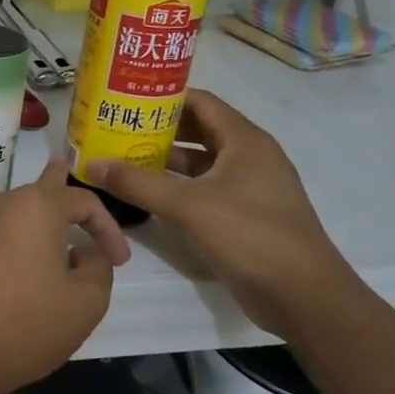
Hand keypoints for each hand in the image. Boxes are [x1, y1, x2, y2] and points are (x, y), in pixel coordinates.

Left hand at [0, 155, 129, 393]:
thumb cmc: (27, 325)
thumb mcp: (87, 302)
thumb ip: (98, 266)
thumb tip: (84, 252)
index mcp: (34, 208)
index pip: (82, 200)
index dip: (108, 227)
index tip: (120, 261)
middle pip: (36, 192)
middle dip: (57, 185)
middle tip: (63, 166)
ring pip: (7, 214)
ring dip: (30, 223)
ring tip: (43, 231)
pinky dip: (3, 244)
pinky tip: (7, 268)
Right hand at [88, 91, 355, 337]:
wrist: (303, 295)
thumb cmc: (250, 236)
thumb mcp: (187, 206)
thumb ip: (137, 183)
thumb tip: (91, 164)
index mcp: (245, 141)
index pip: (200, 102)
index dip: (163, 97)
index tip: (125, 98)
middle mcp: (250, 157)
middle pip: (198, 130)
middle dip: (158, 129)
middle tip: (116, 129)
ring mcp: (249, 187)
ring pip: (200, 163)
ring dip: (164, 160)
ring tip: (122, 159)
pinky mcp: (245, 215)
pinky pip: (204, 189)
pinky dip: (176, 187)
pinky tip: (146, 195)